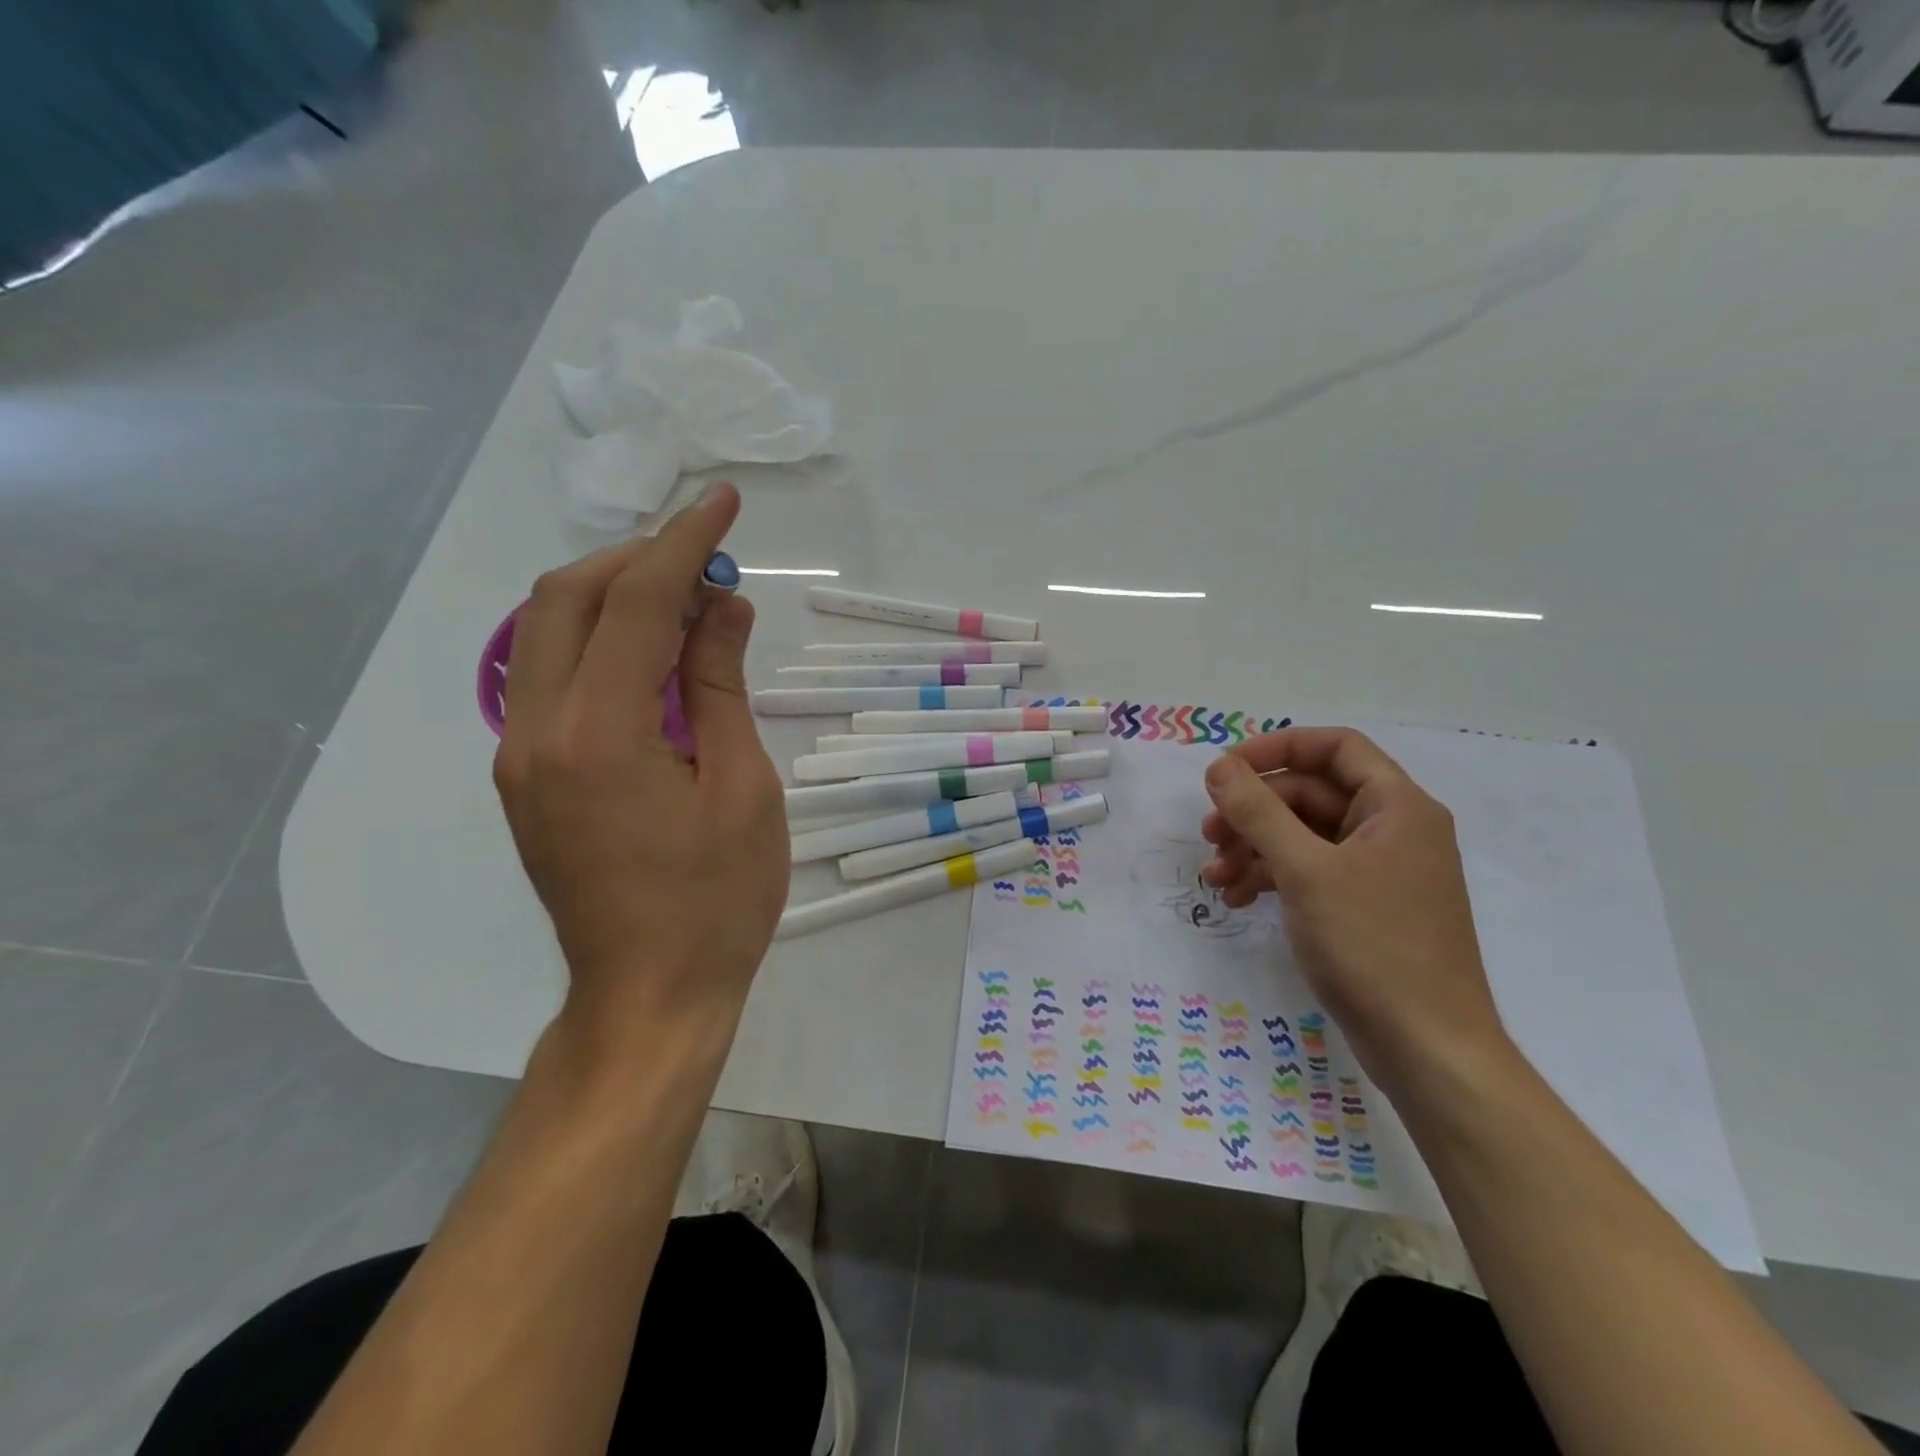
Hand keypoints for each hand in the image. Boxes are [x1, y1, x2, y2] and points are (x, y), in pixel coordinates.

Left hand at [492, 483, 787, 1044]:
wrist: (649, 995)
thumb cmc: (717, 900)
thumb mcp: (741, 786)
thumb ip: (720, 686)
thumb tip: (723, 607)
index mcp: (598, 733)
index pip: (637, 603)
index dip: (684, 543)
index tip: (722, 502)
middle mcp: (536, 731)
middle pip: (564, 600)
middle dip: (635, 559)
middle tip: (703, 558)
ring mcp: (520, 756)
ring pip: (545, 635)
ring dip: (613, 597)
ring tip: (686, 600)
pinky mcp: (525, 778)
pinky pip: (551, 678)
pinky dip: (599, 644)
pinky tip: (653, 658)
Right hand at [1199, 727, 1508, 1080]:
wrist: (1428, 1049)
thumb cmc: (1372, 945)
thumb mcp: (1306, 870)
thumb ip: (1258, 812)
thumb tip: (1219, 766)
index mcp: (1397, 807)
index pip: (1335, 747)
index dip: (1277, 749)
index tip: (1226, 770)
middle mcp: (1392, 829)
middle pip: (1311, 794)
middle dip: (1254, 811)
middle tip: (1208, 834)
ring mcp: (1379, 871)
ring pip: (1304, 835)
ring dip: (1254, 848)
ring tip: (1215, 876)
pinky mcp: (1364, 907)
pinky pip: (1310, 872)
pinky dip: (1271, 877)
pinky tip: (1238, 898)